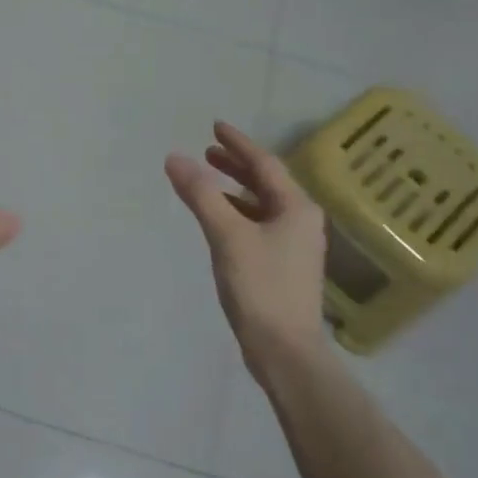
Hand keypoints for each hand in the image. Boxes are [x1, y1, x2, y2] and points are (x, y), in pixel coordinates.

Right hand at [166, 121, 328, 385]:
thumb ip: (201, 195)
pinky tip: (219, 220)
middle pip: (266, 182)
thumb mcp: (227, 235)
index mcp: (296, 207)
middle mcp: (301, 220)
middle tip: (207, 152)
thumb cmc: (260, 287)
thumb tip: (175, 158)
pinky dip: (238, 214)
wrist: (285, 351)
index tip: (215, 126)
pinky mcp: (284, 266)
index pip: (265, 163)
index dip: (238, 143)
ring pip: (263, 205)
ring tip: (208, 181)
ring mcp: (295, 245)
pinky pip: (260, 225)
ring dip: (236, 190)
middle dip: (236, 165)